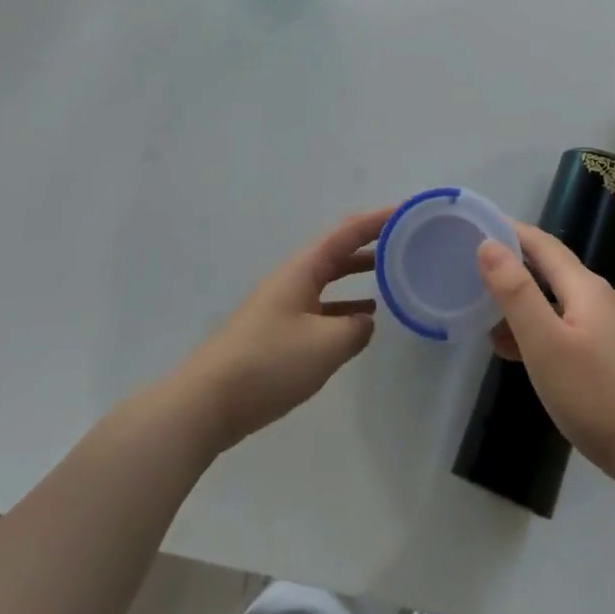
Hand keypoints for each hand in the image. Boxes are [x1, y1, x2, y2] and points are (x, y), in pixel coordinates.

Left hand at [178, 208, 389, 451]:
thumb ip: (354, 329)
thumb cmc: (269, 362)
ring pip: (328, 281)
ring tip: (392, 276)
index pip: (346, 233)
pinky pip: (320, 309)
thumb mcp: (324, 345)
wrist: (208, 402)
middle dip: (370, 243)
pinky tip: (361, 323)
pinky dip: (343, 309)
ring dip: (357, 275)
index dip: (377, 220)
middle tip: (406, 241)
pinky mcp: (278, 333)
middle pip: (337, 252)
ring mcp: (283, 305)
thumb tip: (365, 322)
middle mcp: (292, 279)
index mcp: (302, 269)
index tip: (406, 211)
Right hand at [479, 223, 614, 487]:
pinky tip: (529, 356)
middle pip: (553, 271)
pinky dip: (544, 330)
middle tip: (472, 276)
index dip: (510, 232)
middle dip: (514, 269)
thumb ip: (515, 292)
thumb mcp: (545, 343)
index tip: (476, 228)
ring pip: (562, 303)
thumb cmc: (597, 397)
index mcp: (586, 287)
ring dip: (526, 305)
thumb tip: (489, 244)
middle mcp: (604, 299)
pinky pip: (573, 328)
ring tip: (489, 322)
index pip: (542, 243)